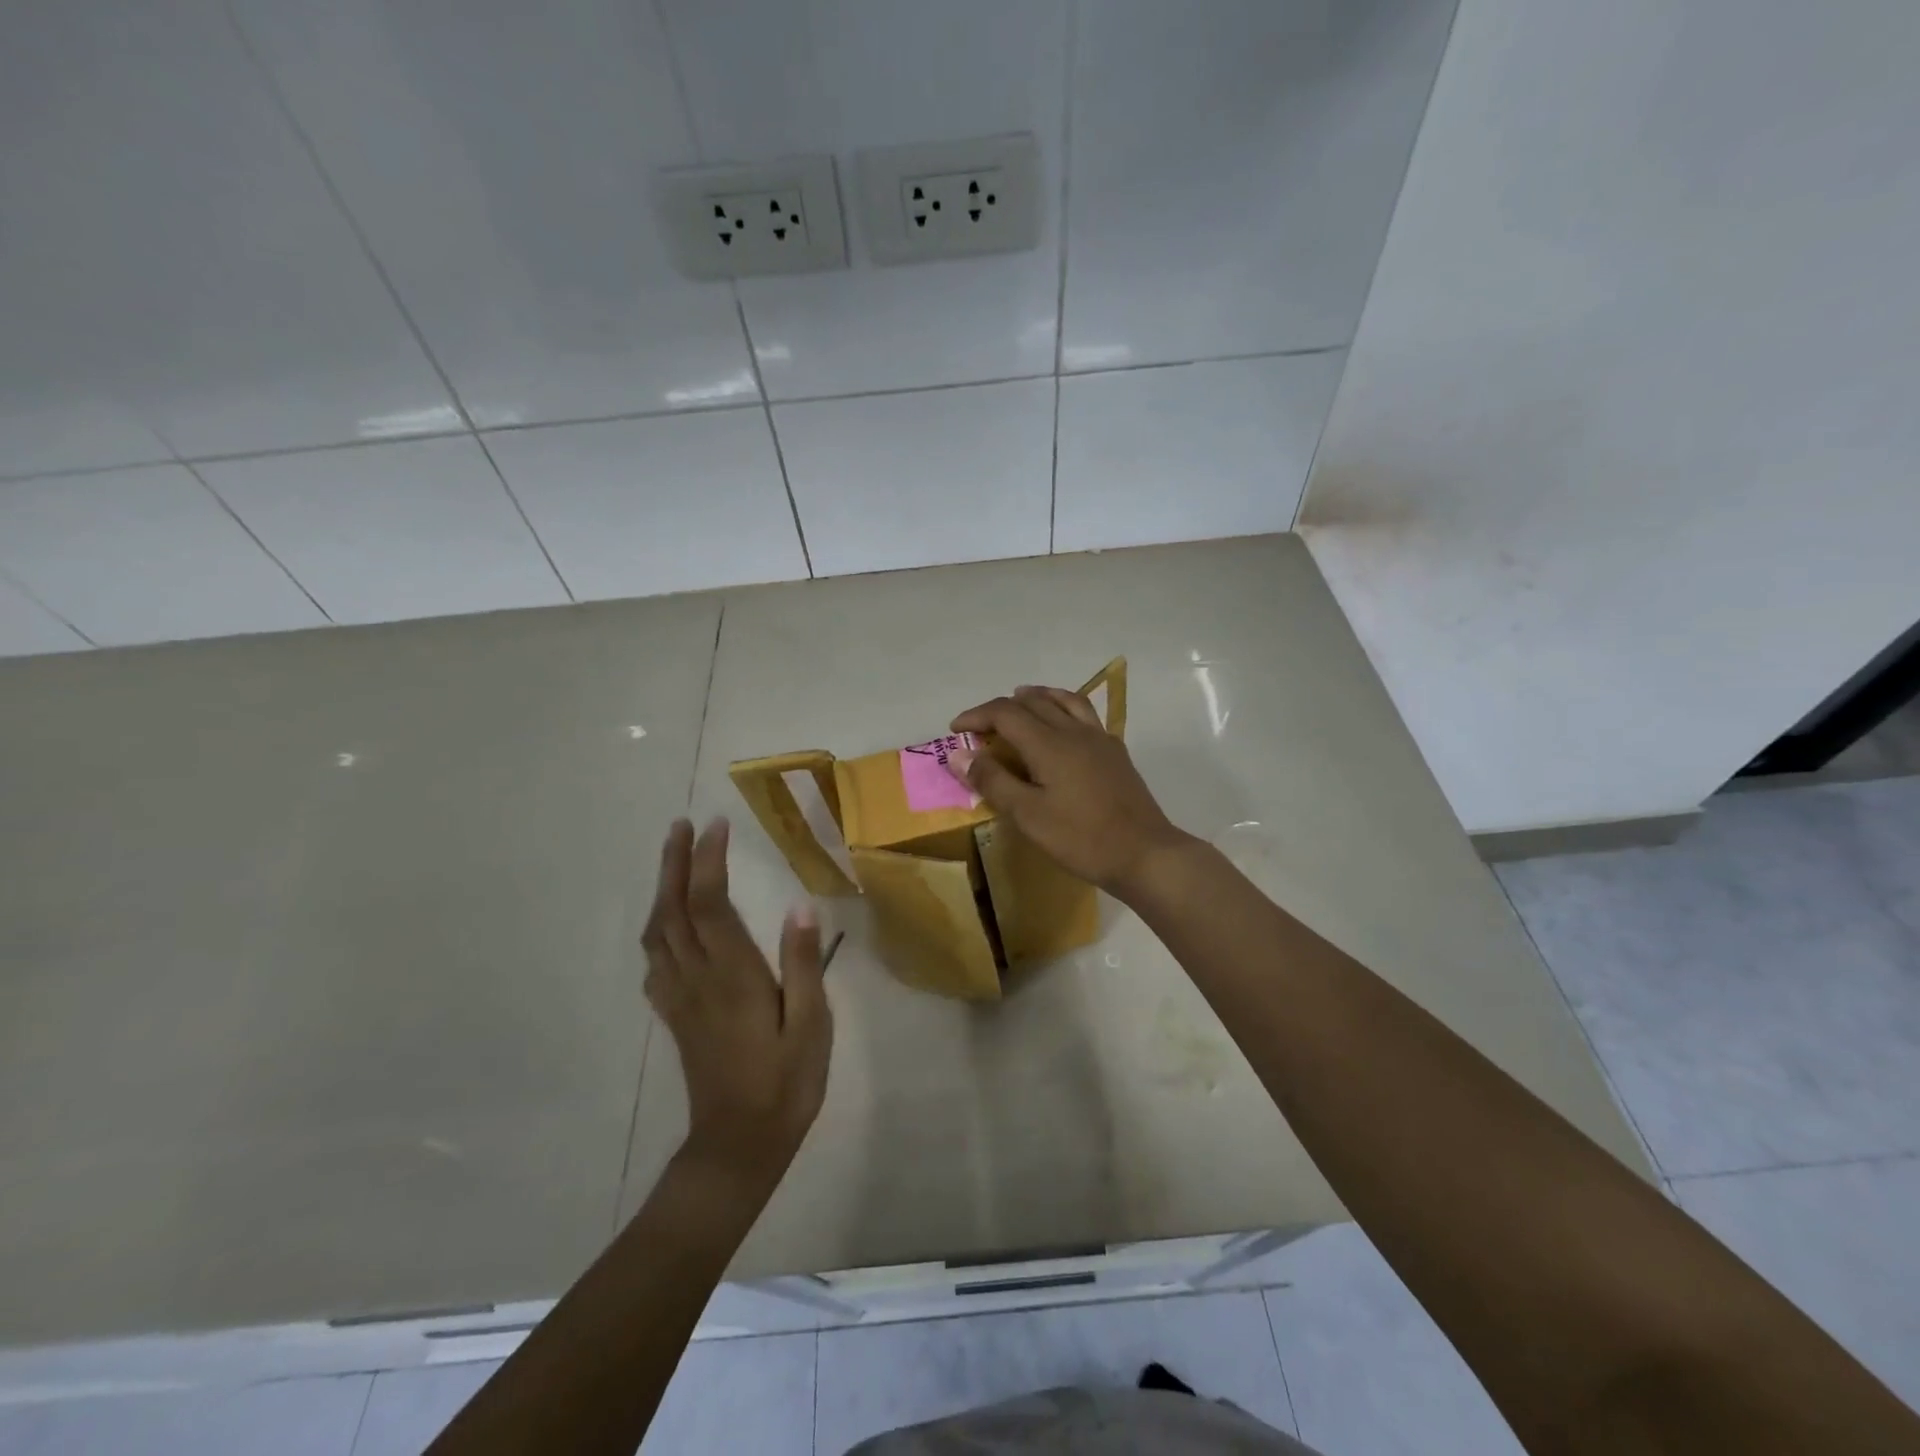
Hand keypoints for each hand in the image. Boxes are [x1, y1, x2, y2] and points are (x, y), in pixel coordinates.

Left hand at [642, 818, 832, 1198]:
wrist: (738, 1147)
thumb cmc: (785, 1084)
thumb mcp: (811, 1025)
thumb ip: (804, 964)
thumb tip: (800, 906)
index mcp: (733, 976)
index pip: (711, 904)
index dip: (708, 861)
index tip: (716, 825)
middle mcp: (698, 978)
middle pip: (674, 910)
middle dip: (675, 863)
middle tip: (680, 825)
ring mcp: (680, 998)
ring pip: (658, 933)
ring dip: (662, 890)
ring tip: (672, 861)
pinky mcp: (675, 1016)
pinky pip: (655, 962)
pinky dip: (657, 930)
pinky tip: (667, 925)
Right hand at [949, 686, 1192, 897]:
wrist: (1144, 853)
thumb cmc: (1081, 838)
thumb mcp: (1028, 815)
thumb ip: (992, 781)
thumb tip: (958, 755)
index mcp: (1049, 743)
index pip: (1005, 713)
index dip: (976, 716)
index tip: (955, 730)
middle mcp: (1073, 731)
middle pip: (1032, 702)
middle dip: (1001, 708)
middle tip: (981, 726)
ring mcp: (1099, 738)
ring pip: (1063, 700)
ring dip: (1035, 697)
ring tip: (1020, 701)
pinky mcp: (1115, 751)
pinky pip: (1084, 714)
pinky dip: (1063, 707)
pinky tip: (1062, 725)